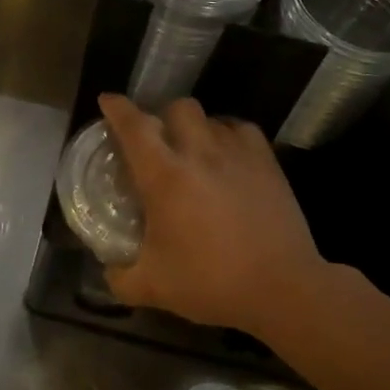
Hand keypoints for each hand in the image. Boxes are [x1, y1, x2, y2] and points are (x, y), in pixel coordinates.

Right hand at [98, 93, 329, 337]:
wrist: (281, 288)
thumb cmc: (211, 283)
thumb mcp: (153, 288)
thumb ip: (120, 277)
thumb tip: (109, 269)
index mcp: (165, 176)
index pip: (134, 126)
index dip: (117, 108)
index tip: (107, 101)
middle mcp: (200, 153)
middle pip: (178, 107)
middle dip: (163, 116)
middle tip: (158, 140)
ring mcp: (238, 154)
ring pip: (211, 117)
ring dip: (196, 128)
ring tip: (193, 150)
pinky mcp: (267, 162)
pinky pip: (242, 130)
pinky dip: (228, 135)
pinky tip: (227, 155)